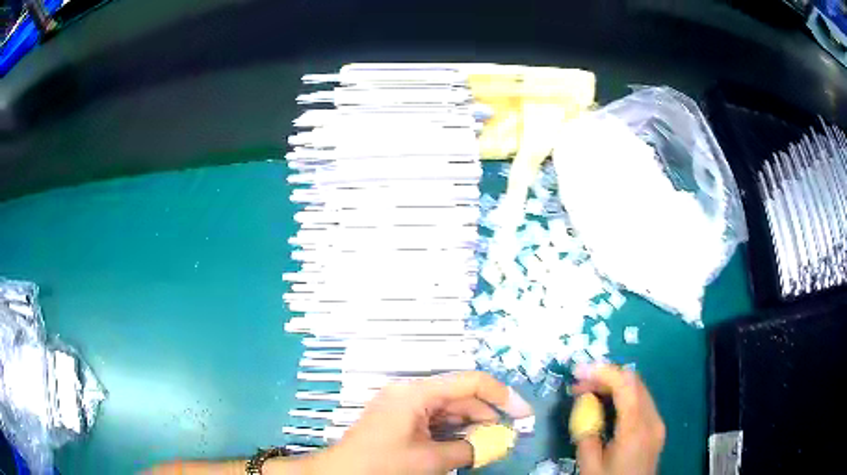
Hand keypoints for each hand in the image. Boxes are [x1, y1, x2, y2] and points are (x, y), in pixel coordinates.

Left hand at [314, 371, 533, 474]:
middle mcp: (411, 393)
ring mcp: (404, 406)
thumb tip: (502, 443)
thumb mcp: (431, 460)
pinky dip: (453, 432)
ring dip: (471, 426)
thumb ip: (471, 449)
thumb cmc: (384, 464)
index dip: (502, 395)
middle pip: (460, 397)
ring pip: (449, 410)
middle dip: (487, 415)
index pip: (470, 382)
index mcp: (417, 392)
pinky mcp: (401, 420)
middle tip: (508, 437)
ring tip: (490, 444)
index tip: (524, 415)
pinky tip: (467, 446)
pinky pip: (435, 421)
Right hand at [571, 364, 665, 474]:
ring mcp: (657, 423)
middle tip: (579, 384)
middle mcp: (652, 419)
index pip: (625, 385)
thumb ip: (586, 433)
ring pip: (638, 390)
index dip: (602, 372)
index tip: (578, 371)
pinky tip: (606, 405)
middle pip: (634, 382)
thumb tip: (583, 405)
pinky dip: (623, 397)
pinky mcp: (656, 429)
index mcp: (636, 428)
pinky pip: (641, 402)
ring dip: (614, 385)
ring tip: (588, 392)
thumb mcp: (590, 466)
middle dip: (605, 376)